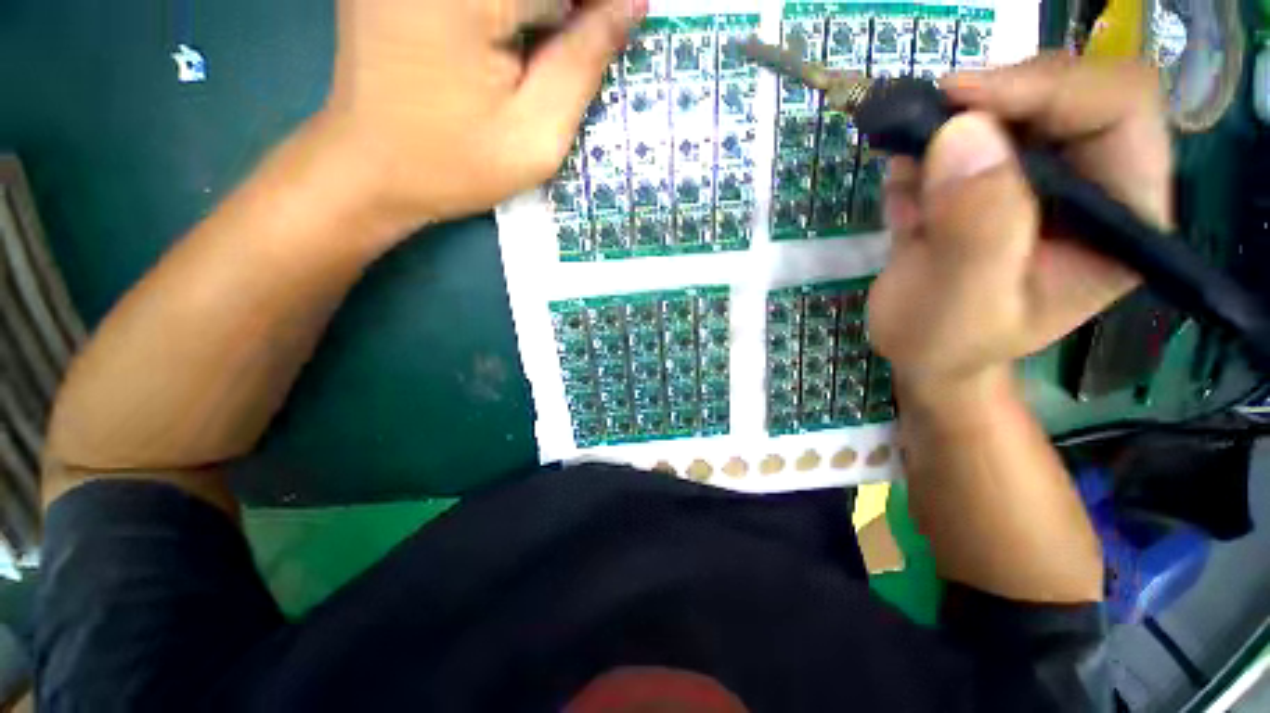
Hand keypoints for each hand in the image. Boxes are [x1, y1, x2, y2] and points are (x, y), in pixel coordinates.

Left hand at [318, 0, 646, 230]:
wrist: (371, 167)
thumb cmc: (456, 164)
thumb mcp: (536, 134)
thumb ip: (585, 63)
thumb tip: (631, 4)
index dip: (597, 12)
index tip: (615, 34)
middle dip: (570, 13)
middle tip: (560, 63)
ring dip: (543, 12)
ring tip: (537, 59)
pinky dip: (516, 11)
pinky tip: (516, 37)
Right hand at [868, 54, 1171, 396]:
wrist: (924, 352)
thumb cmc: (949, 342)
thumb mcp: (963, 301)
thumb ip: (974, 229)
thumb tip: (962, 134)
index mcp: (1123, 218)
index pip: (1119, 109)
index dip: (1048, 88)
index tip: (960, 101)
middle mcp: (1097, 184)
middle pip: (1066, 90)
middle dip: (989, 102)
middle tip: (922, 128)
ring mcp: (1043, 178)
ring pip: (1008, 106)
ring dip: (943, 137)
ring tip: (908, 200)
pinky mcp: (995, 179)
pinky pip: (960, 137)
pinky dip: (922, 159)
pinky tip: (905, 209)